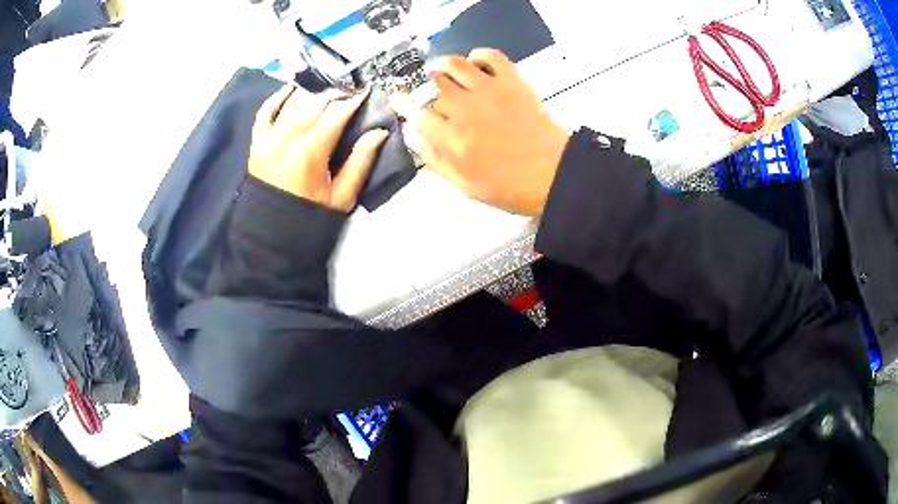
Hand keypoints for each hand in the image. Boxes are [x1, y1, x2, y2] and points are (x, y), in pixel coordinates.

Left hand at [249, 86, 389, 211]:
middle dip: (335, 95)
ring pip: (293, 102)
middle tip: (349, 94)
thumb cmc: (309, 216)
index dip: (353, 101)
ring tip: (327, 93)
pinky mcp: (256, 142)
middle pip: (315, 103)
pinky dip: (278, 97)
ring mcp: (268, 138)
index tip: (366, 93)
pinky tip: (291, 90)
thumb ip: (360, 161)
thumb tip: (379, 132)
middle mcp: (286, 139)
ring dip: (312, 93)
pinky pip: (265, 110)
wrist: (271, 235)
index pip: (335, 114)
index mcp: (309, 153)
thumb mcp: (342, 196)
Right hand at [390, 49, 569, 216]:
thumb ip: (435, 160)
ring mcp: (490, 91)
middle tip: (422, 89)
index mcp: (452, 139)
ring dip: (441, 66)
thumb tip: (413, 136)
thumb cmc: (510, 186)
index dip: (402, 103)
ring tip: (441, 72)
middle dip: (419, 85)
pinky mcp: (512, 82)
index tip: (396, 99)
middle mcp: (465, 109)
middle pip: (430, 84)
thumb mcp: (465, 186)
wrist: (555, 175)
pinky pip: (490, 56)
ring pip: (454, 64)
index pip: (415, 112)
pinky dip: (477, 55)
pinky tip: (473, 65)